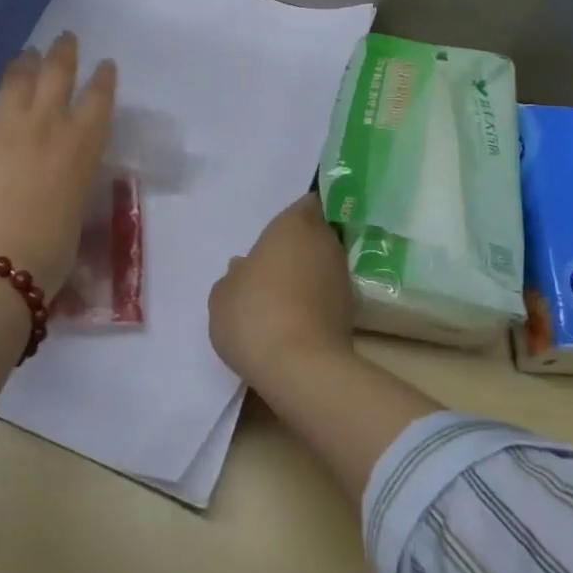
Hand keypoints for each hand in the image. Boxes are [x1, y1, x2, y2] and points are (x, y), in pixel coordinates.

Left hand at [0, 33, 115, 297]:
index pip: (99, 96)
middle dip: (64, 52)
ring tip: (26, 55)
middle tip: (65, 39)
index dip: (103, 77)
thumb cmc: (51, 250)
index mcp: (82, 143)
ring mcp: (1, 125)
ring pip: (15, 78)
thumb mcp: (77, 205)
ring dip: (23, 63)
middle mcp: (46, 123)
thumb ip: (73, 173)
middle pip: (58, 72)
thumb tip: (63, 165)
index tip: (105, 64)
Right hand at [209, 194, 356, 387]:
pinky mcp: (350, 311)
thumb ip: (234, 276)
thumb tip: (245, 269)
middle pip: (316, 234)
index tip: (277, 232)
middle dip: (299, 245)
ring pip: (323, 265)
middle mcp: (325, 243)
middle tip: (273, 264)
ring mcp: (342, 277)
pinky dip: (315, 301)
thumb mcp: (223, 295)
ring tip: (281, 296)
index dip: (294, 216)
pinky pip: (327, 294)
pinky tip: (294, 319)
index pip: (304, 204)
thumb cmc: (254, 314)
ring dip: (307, 274)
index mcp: (294, 225)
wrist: (301, 368)